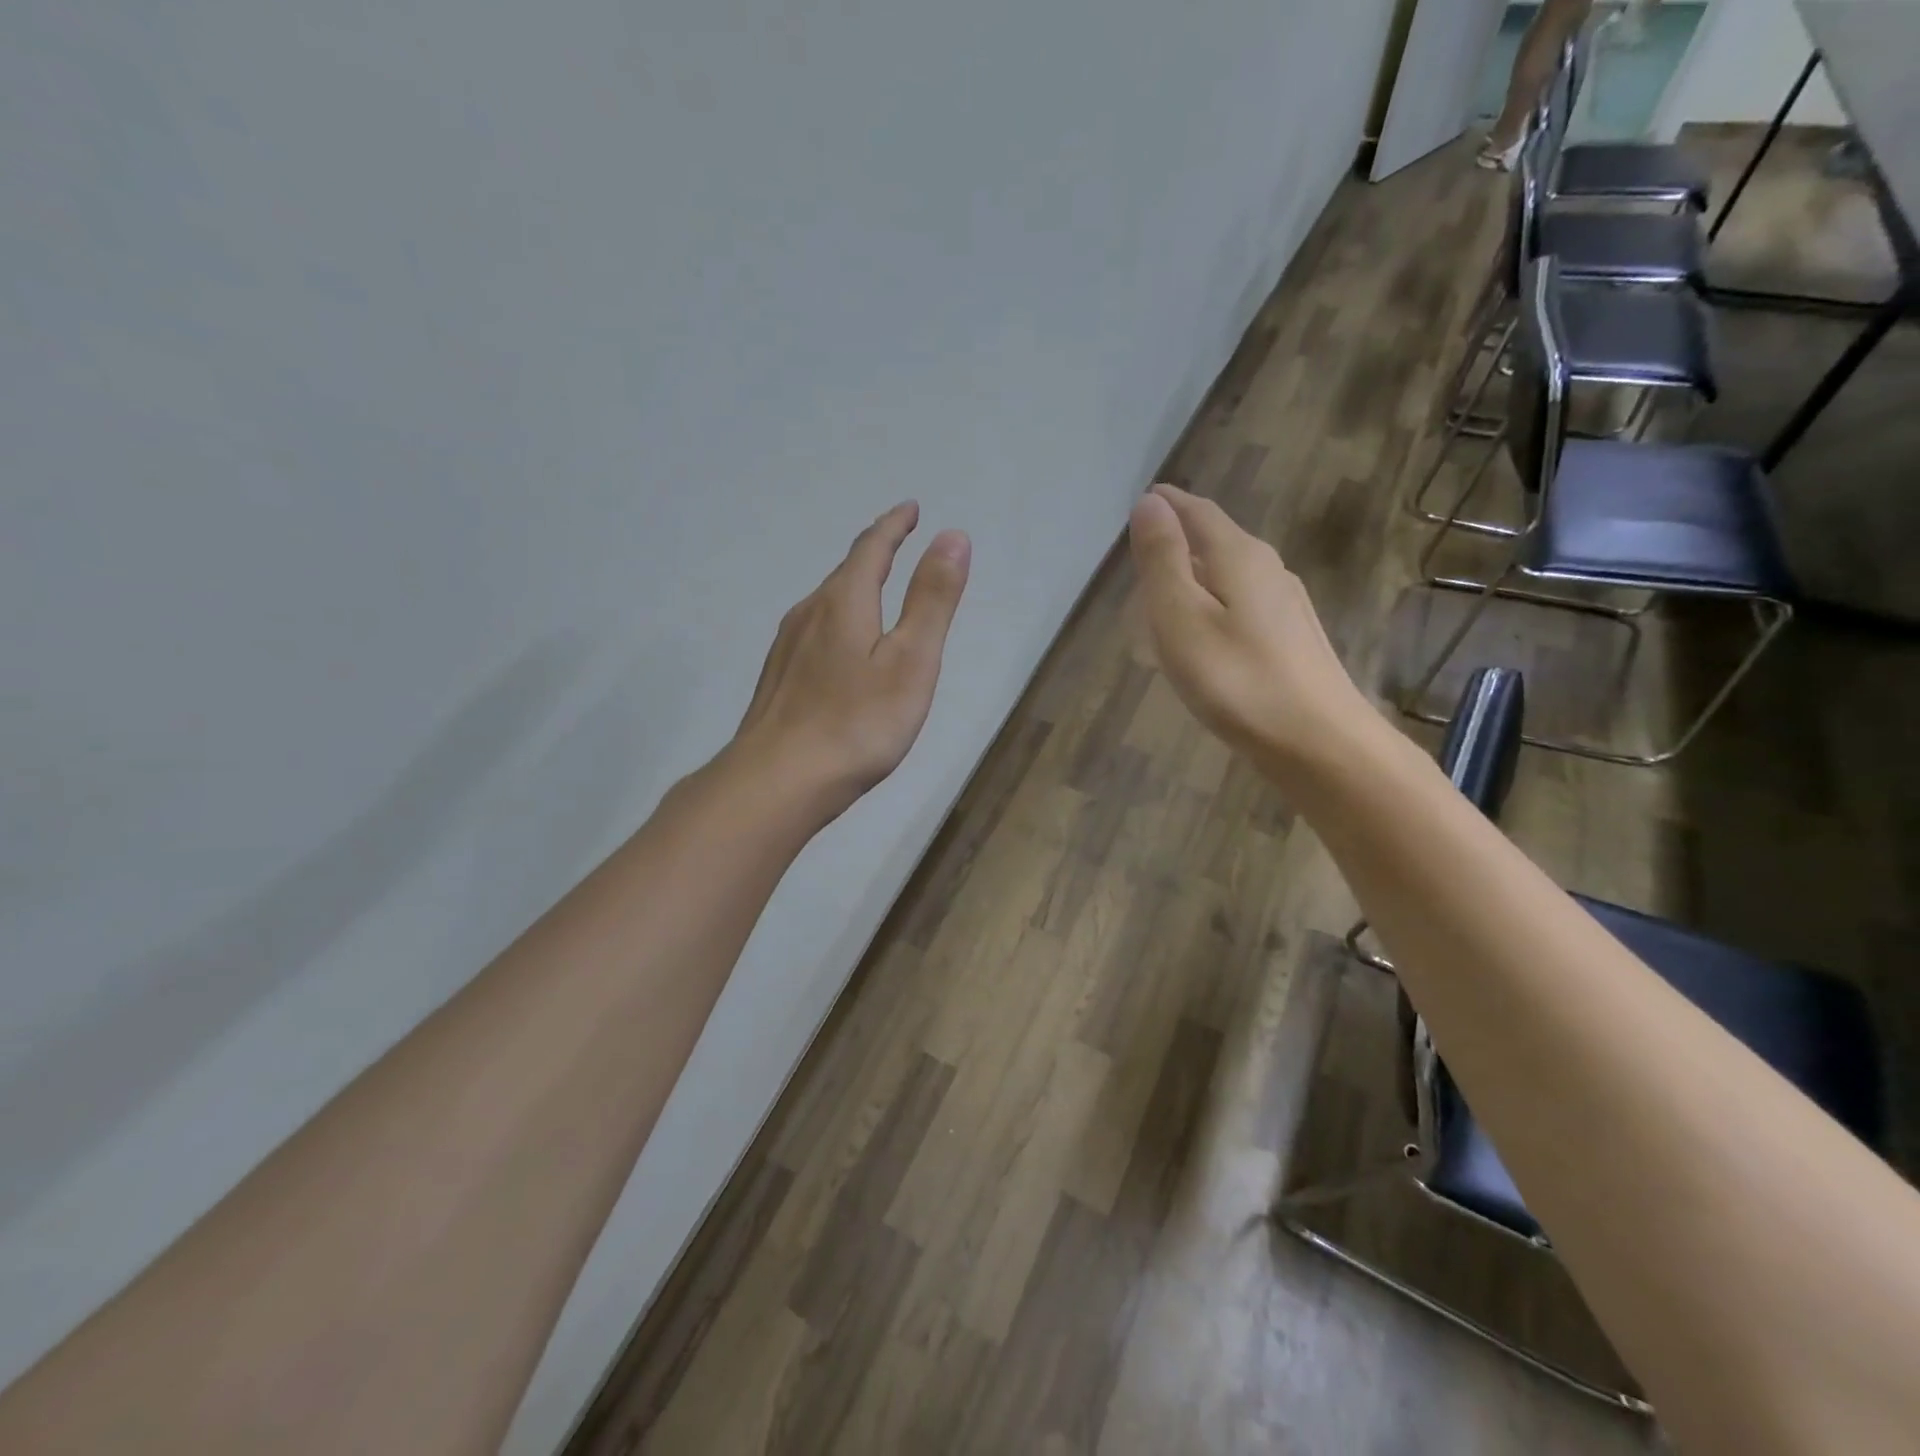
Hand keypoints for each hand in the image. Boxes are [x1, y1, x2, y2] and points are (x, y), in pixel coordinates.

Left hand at [734, 501, 970, 820]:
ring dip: (852, 585)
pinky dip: (836, 619)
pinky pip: (813, 630)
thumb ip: (932, 600)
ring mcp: (786, 647)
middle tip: (897, 542)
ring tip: (873, 587)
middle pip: (844, 571)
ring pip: (825, 602)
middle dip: (873, 552)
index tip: (911, 510)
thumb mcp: (911, 661)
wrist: (778, 781)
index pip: (871, 548)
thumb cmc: (856, 723)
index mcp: (844, 602)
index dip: (894, 525)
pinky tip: (838, 645)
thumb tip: (953, 536)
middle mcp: (808, 613)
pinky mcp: (777, 678)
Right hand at [1127, 483, 1366, 774]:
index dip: (1168, 504)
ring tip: (1167, 591)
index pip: (1198, 512)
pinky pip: (1244, 603)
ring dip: (1198, 573)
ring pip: (1232, 573)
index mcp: (1239, 556)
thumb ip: (1163, 560)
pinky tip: (1207, 632)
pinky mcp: (1294, 639)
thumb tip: (1150, 502)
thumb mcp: (1181, 618)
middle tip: (1144, 550)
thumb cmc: (1235, 680)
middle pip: (1217, 539)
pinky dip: (1216, 602)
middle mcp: (1269, 569)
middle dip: (1181, 537)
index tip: (1143, 499)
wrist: (1317, 743)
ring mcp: (1288, 605)